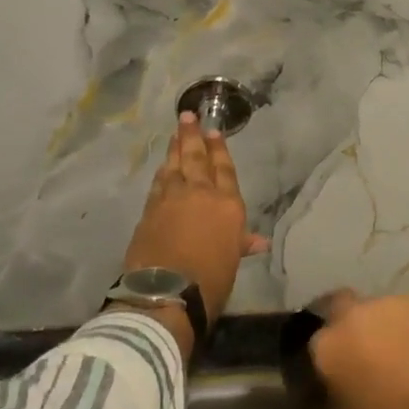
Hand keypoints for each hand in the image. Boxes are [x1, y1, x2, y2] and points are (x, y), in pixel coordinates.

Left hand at [120, 114, 265, 341]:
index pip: (224, 169)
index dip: (219, 149)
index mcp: (227, 204)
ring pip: (173, 167)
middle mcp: (200, 194)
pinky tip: (161, 168)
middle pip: (196, 158)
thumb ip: (241, 243)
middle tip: (187, 116)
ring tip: (175, 135)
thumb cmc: (210, 278)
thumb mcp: (232, 260)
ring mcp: (171, 199)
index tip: (214, 131)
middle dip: (192, 136)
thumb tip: (259, 242)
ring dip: (174, 150)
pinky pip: (157, 184)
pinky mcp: (149, 211)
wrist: (166, 292)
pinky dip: (161, 173)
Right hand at [310, 294, 408, 408]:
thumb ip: (338, 377)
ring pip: (384, 308)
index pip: (319, 333)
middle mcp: (355, 314)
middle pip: (348, 308)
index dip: (332, 345)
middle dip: (357, 324)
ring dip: (389, 324)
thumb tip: (342, 370)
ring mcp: (392, 303)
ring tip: (406, 351)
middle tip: (372, 350)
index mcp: (328, 344)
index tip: (341, 358)